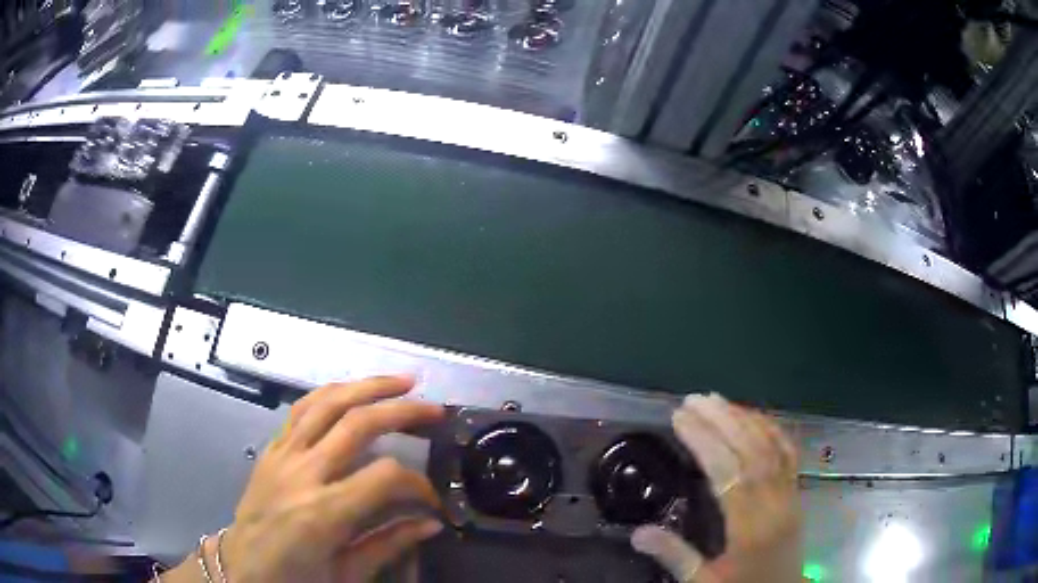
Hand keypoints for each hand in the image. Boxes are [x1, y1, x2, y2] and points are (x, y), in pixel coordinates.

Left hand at [164, 376, 445, 582]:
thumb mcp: (346, 574)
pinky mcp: (271, 449)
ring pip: (326, 403)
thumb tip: (431, 523)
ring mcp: (282, 455)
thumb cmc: (294, 579)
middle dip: (401, 410)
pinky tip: (351, 392)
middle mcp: (302, 473)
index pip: (384, 477)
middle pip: (356, 423)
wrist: (241, 568)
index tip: (432, 500)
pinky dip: (331, 394)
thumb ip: (389, 545)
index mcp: (322, 513)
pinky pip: (300, 410)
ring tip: (400, 382)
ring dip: (366, 386)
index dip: (418, 484)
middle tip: (433, 409)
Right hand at [632, 394, 801, 582]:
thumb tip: (637, 532)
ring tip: (717, 401)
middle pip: (752, 451)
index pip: (729, 472)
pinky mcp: (797, 492)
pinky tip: (754, 416)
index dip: (704, 441)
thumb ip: (675, 557)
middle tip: (694, 400)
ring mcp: (790, 494)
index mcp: (751, 528)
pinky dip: (771, 429)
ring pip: (772, 446)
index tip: (680, 417)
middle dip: (722, 420)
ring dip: (745, 418)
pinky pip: (788, 452)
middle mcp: (775, 503)